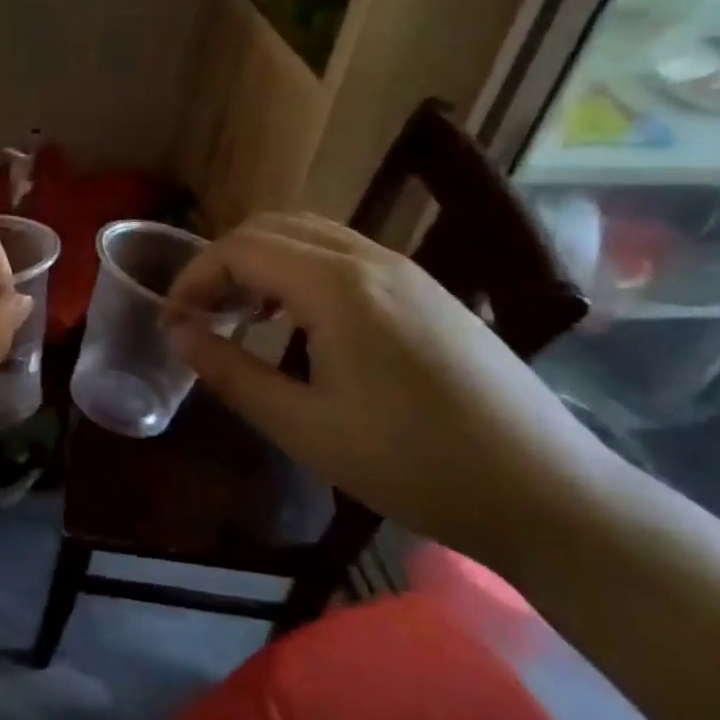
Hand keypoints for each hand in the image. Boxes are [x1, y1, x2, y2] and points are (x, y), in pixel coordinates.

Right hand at [167, 214, 614, 566]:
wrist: (546, 493)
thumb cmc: (413, 464)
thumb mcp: (303, 428)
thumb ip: (231, 373)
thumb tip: (179, 335)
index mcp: (338, 286)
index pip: (241, 249)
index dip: (194, 277)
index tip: (172, 321)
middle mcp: (371, 259)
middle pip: (273, 227)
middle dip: (224, 262)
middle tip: (202, 314)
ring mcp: (406, 269)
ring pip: (310, 234)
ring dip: (263, 261)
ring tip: (243, 314)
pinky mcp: (427, 290)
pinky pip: (344, 254)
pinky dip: (300, 269)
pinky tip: (300, 321)